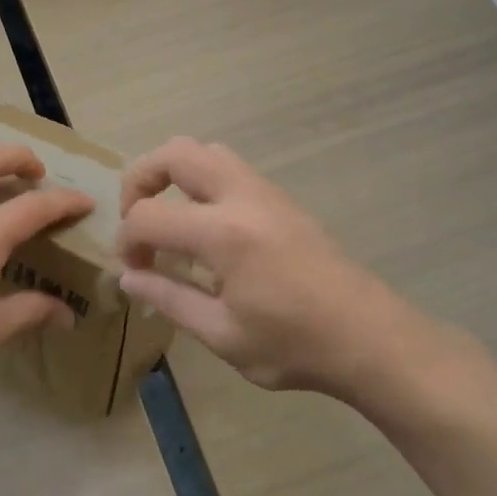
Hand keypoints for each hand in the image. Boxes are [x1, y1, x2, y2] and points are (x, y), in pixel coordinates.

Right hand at [115, 137, 418, 399]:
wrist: (370, 337)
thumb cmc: (294, 344)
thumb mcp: (222, 334)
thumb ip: (169, 298)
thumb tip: (128, 277)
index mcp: (223, 233)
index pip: (149, 215)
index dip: (126, 240)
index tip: (132, 270)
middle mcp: (241, 197)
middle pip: (175, 153)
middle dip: (140, 179)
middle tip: (137, 221)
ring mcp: (265, 192)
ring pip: (206, 151)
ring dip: (174, 174)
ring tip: (169, 218)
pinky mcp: (281, 199)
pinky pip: (230, 168)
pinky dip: (201, 182)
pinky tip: (205, 229)